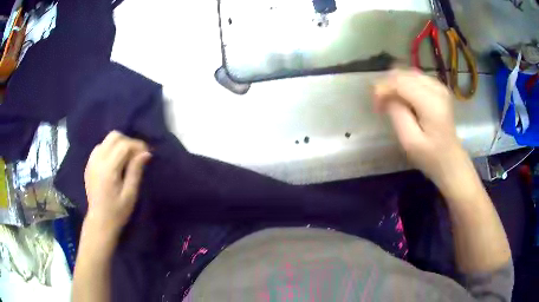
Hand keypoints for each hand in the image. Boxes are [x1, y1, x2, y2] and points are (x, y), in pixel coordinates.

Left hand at [84, 131, 151, 235]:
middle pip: (114, 136)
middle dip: (128, 141)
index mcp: (108, 169)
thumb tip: (146, 153)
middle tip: (137, 154)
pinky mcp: (89, 165)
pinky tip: (114, 161)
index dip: (137, 145)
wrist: (99, 221)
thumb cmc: (117, 211)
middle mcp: (97, 160)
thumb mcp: (130, 194)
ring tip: (126, 158)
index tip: (147, 153)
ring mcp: (91, 161)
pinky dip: (109, 149)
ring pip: (106, 140)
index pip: (124, 145)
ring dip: (118, 144)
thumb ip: (136, 171)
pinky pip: (100, 147)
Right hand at [373, 69, 468, 188]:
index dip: (383, 88)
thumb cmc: (431, 157)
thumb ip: (397, 114)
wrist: (451, 162)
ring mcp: (439, 87)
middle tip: (380, 103)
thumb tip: (387, 96)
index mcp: (431, 102)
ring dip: (395, 84)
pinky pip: (416, 79)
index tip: (375, 105)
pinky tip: (401, 98)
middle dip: (388, 85)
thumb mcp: (410, 141)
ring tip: (389, 101)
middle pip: (404, 74)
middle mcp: (436, 88)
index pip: (400, 82)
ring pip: (409, 74)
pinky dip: (405, 85)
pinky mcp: (439, 90)